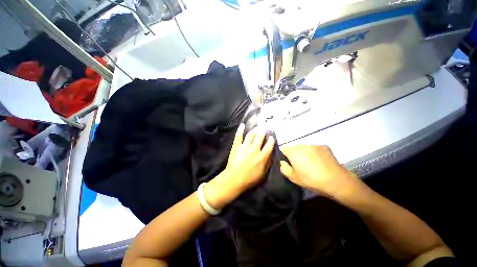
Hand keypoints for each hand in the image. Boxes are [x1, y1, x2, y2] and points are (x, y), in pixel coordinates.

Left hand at [225, 124, 274, 188]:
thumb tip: (271, 154)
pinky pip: (238, 136)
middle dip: (263, 132)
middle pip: (260, 137)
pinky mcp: (236, 146)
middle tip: (264, 129)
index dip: (271, 140)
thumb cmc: (250, 178)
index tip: (272, 137)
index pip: (269, 145)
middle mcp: (254, 150)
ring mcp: (244, 147)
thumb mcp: (263, 173)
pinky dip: (240, 130)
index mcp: (262, 157)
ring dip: (255, 130)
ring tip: (258, 127)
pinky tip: (242, 125)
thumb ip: (268, 163)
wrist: (234, 179)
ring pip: (251, 135)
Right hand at [279, 145, 359, 198]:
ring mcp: (313, 145)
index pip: (283, 149)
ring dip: (303, 152)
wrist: (337, 181)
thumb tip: (283, 162)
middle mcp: (302, 146)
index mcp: (294, 152)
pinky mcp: (323, 146)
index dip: (283, 155)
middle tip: (298, 164)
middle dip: (293, 154)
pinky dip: (313, 152)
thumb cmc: (312, 180)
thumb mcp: (294, 178)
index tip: (287, 162)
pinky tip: (318, 161)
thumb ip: (284, 169)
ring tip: (309, 162)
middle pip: (293, 147)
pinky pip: (313, 148)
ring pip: (303, 147)